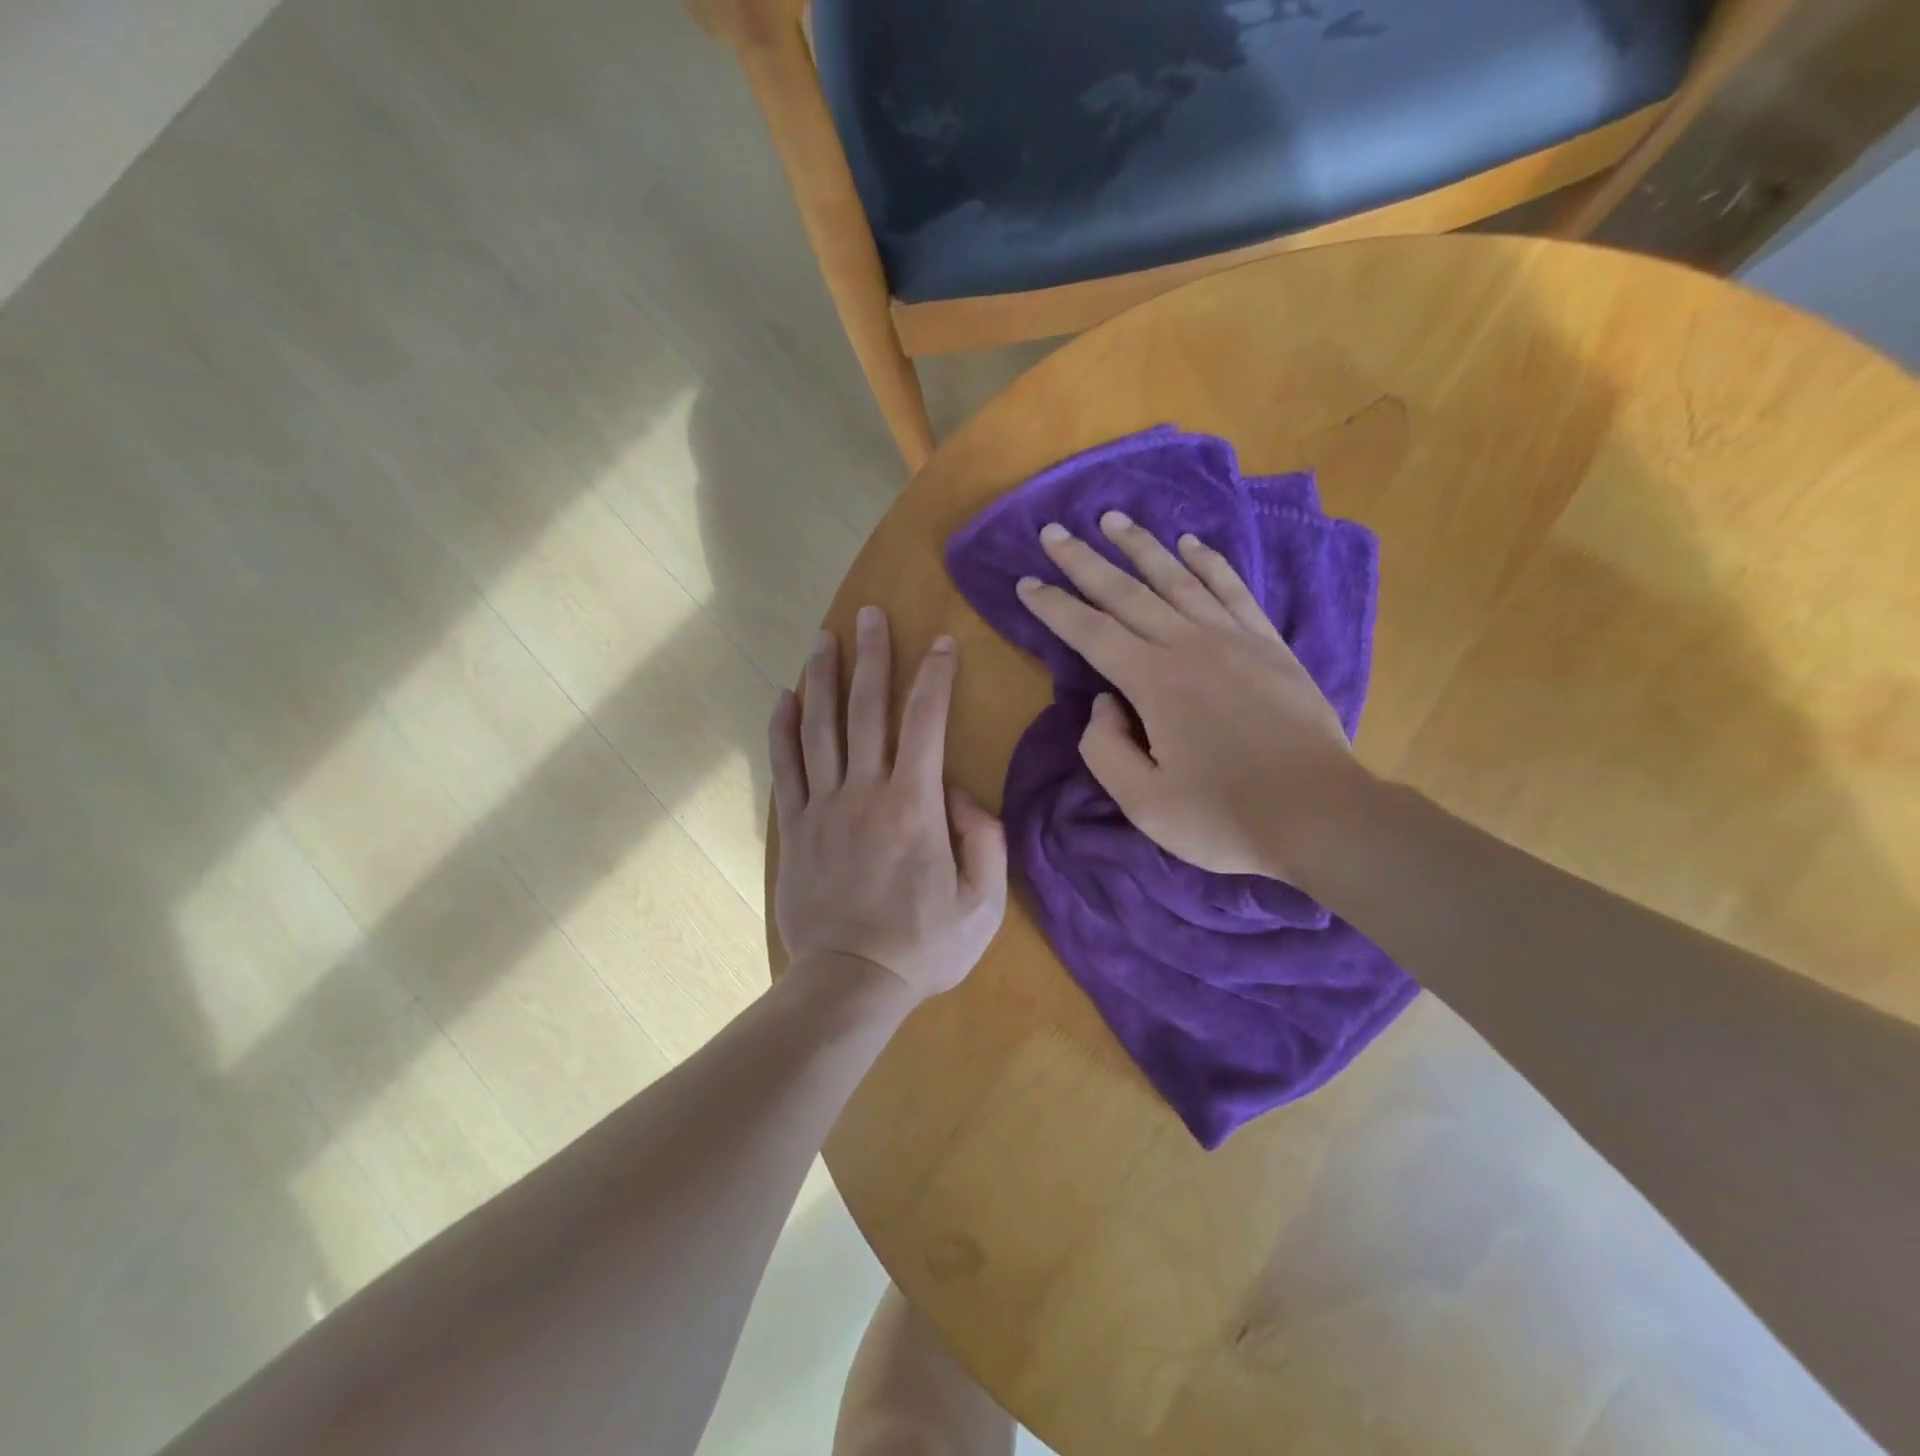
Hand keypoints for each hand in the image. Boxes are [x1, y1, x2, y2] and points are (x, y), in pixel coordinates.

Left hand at [770, 606, 1007, 1000]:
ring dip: (823, 678)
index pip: (927, 723)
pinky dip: (783, 729)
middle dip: (872, 657)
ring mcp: (822, 808)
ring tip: (823, 638)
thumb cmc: (923, 945)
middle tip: (872, 615)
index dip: (936, 677)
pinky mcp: (794, 829)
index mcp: (914, 806)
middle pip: (867, 710)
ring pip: (819, 728)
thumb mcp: (982, 902)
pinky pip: (785, 768)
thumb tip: (963, 794)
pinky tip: (785, 697)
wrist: (850, 983)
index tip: (943, 644)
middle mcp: (864, 792)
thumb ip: (985, 839)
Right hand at [1016, 512, 1372, 880]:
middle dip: (1084, 561)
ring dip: (1140, 547)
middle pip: (1126, 592)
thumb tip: (1103, 701)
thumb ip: (1104, 748)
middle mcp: (1189, 645)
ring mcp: (1234, 639)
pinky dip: (1208, 563)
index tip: (1025, 583)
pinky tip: (1190, 544)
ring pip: (1177, 578)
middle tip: (1053, 533)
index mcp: (1153, 681)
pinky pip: (1233, 590)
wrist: (1319, 816)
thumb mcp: (1142, 802)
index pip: (1089, 631)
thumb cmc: (1223, 817)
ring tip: (1112, 519)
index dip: (1053, 606)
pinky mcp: (1269, 645)